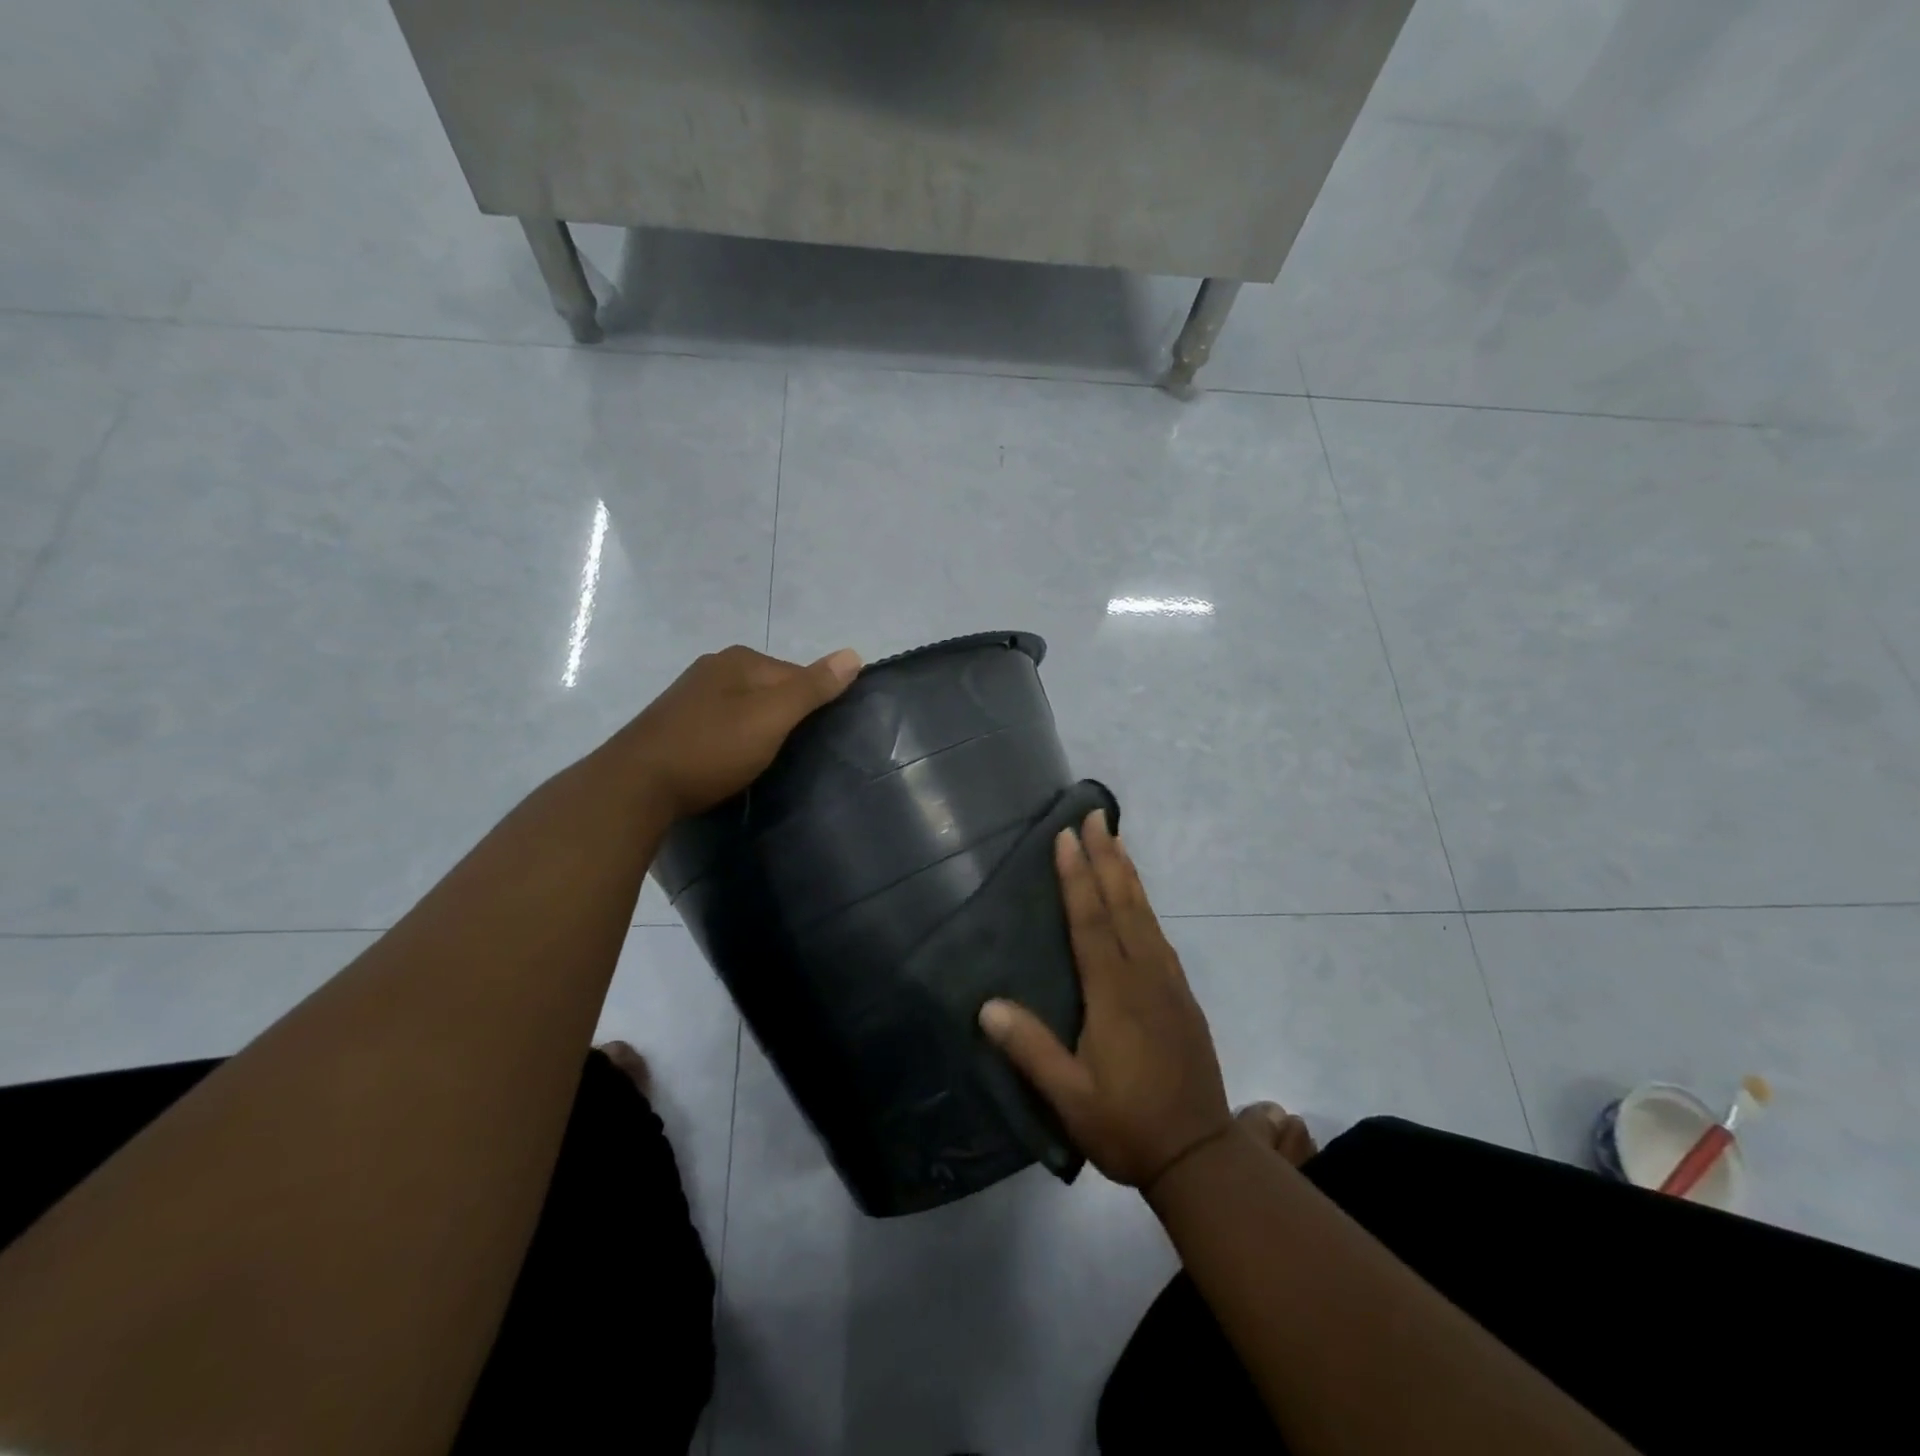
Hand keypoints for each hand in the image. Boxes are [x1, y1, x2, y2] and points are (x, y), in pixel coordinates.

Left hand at [619, 645, 860, 818]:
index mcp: (740, 660)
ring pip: (744, 709)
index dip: (814, 705)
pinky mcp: (674, 723)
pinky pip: (721, 726)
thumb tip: (854, 654)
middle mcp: (714, 667)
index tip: (820, 740)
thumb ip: (813, 687)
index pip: (797, 674)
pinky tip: (731, 763)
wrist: (636, 785)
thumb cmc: (712, 747)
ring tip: (765, 763)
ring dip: (758, 730)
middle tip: (795, 756)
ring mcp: (690, 695)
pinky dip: (733, 741)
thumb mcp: (772, 717)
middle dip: (785, 717)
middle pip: (770, 690)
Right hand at [979, 810, 1233, 1190]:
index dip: (1077, 877)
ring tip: (1115, 839)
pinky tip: (1137, 898)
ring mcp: (1168, 983)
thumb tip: (986, 1006)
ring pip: (1146, 914)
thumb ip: (1031, 1050)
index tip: (1067, 836)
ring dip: (1128, 873)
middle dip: (1108, 856)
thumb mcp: (1070, 1098)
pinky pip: (1159, 933)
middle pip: (1124, 903)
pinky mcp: (1181, 995)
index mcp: (1115, 994)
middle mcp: (1145, 976)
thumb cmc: (1127, 1124)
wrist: (1199, 1154)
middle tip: (1097, 814)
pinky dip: (1144, 903)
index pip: (1091, 921)